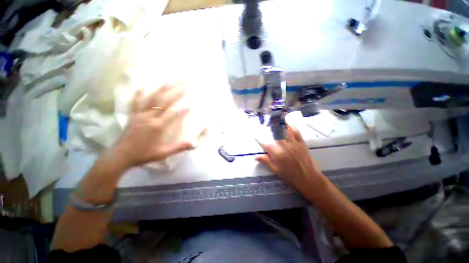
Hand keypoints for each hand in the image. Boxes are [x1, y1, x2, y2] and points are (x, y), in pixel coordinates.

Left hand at [113, 84, 193, 167]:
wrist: (121, 155)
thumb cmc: (144, 155)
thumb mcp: (163, 153)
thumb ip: (179, 147)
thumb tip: (194, 144)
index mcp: (158, 126)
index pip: (174, 114)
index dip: (184, 109)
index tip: (193, 103)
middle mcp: (149, 117)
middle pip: (165, 101)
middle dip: (178, 91)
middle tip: (187, 84)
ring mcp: (140, 114)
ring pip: (153, 97)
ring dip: (163, 88)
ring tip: (172, 80)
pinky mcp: (133, 114)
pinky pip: (136, 101)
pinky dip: (140, 93)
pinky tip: (143, 85)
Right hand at [256, 124, 322, 189]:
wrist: (308, 177)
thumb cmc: (290, 175)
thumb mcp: (275, 170)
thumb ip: (266, 161)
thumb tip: (256, 156)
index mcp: (277, 154)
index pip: (265, 144)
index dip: (259, 139)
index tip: (256, 136)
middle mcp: (284, 146)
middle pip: (275, 135)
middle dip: (269, 129)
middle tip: (265, 126)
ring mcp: (293, 143)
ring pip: (285, 131)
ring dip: (279, 125)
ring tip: (274, 119)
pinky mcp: (301, 142)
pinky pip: (296, 132)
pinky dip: (292, 125)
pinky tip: (288, 120)